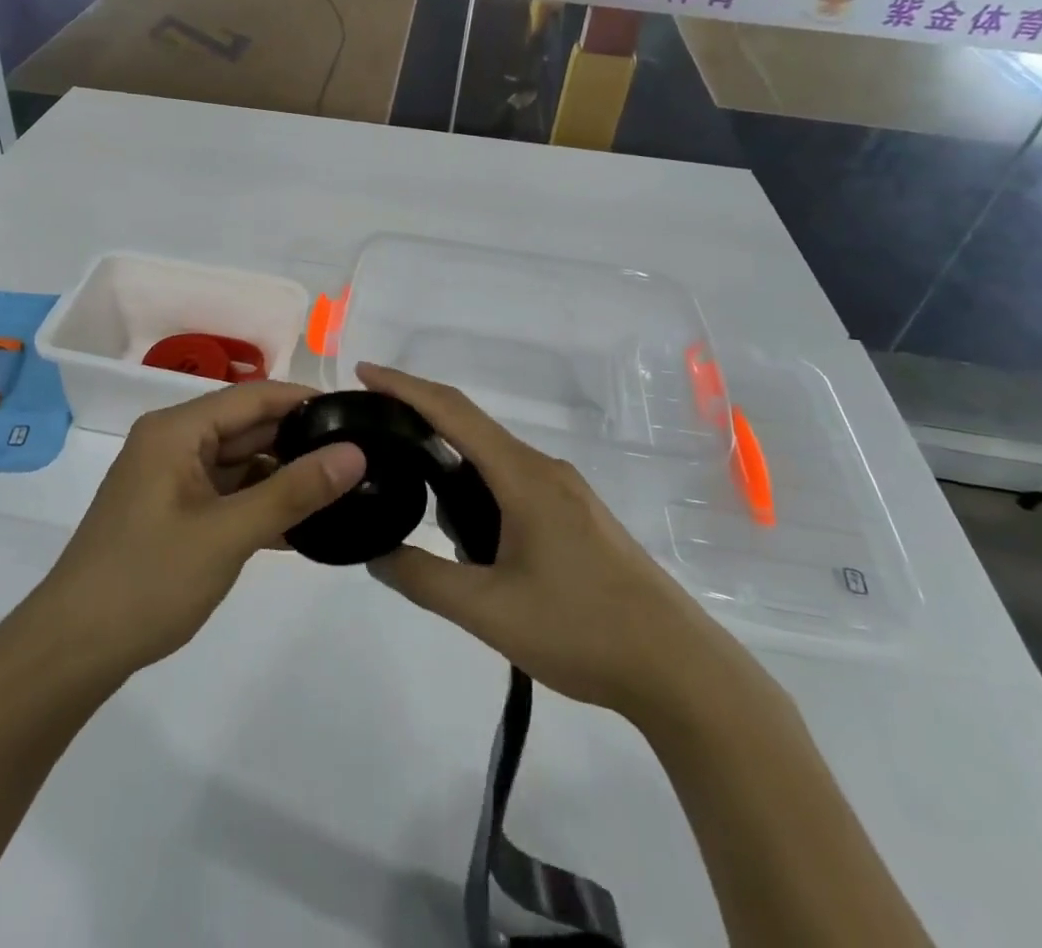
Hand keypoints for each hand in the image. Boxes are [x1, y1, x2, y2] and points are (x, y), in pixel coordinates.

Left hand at [39, 382, 364, 677]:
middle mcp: (173, 443)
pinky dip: (260, 504)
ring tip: (342, 489)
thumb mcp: (229, 534)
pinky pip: (227, 494)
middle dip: (299, 442)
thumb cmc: (148, 581)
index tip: (356, 414)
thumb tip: (355, 453)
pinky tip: (303, 524)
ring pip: (240, 463)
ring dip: (283, 477)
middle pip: (247, 428)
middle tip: (360, 456)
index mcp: (177, 430)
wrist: (71, 652)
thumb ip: (294, 491)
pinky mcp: (173, 513)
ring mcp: (171, 480)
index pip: (254, 397)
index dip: (305, 401)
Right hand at [358, 363, 753, 721]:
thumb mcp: (488, 613)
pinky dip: (477, 487)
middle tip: (373, 437)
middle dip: (420, 422)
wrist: (678, 668)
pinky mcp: (576, 515)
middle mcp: (544, 469)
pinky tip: (466, 531)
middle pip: (471, 427)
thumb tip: (376, 553)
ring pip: (493, 459)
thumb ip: (423, 579)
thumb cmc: (582, 631)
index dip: (405, 386)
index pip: (453, 411)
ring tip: (412, 496)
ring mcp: (565, 491)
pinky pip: (514, 481)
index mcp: (523, 476)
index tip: (364, 373)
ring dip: (450, 464)